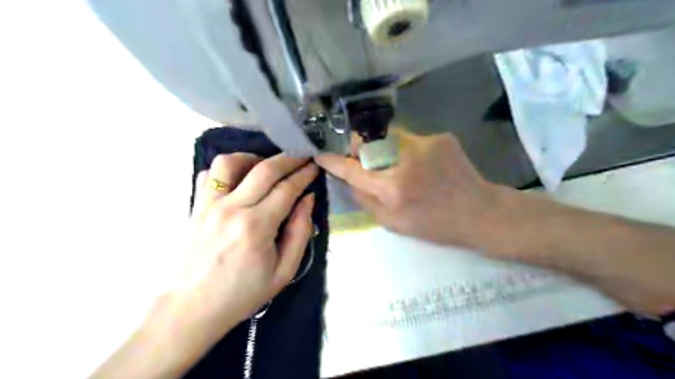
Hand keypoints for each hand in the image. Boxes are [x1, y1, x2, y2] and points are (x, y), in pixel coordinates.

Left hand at [171, 152, 316, 335]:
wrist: (191, 310)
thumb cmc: (242, 294)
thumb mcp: (284, 271)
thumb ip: (300, 231)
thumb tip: (307, 199)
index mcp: (257, 227)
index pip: (287, 189)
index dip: (304, 174)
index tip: (314, 166)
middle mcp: (232, 208)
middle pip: (264, 169)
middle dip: (288, 158)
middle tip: (301, 157)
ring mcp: (208, 205)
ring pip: (230, 162)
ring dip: (253, 158)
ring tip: (266, 166)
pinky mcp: (194, 208)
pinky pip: (208, 175)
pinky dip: (226, 170)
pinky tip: (239, 180)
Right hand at [314, 128, 496, 249]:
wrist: (479, 212)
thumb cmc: (434, 225)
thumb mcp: (393, 223)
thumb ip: (365, 200)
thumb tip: (349, 179)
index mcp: (392, 188)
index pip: (352, 169)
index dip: (333, 161)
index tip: (321, 154)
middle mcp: (405, 161)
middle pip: (367, 144)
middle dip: (361, 151)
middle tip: (368, 163)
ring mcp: (425, 144)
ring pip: (389, 138)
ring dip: (386, 150)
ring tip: (402, 167)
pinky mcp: (440, 138)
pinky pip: (411, 139)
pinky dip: (408, 150)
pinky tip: (424, 166)